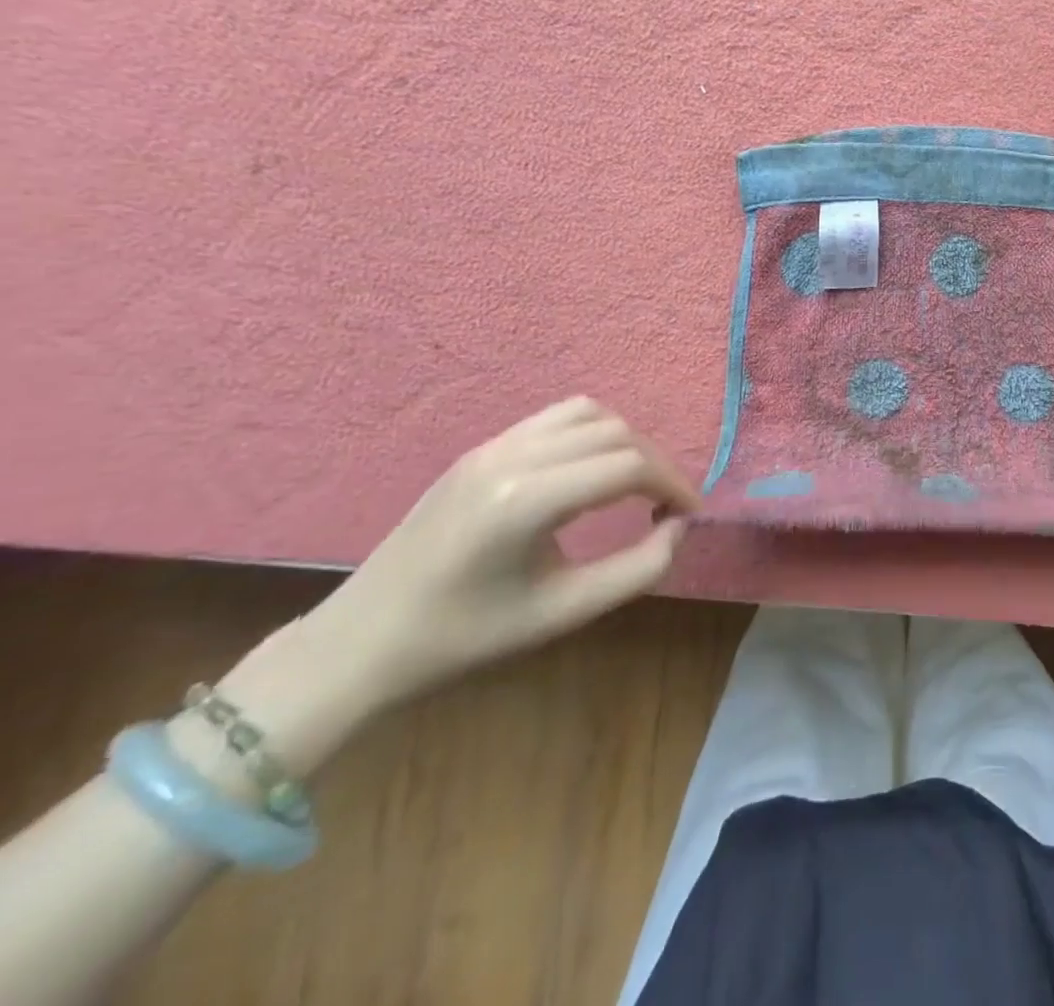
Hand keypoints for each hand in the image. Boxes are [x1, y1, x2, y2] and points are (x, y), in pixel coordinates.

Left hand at [190, 399, 697, 786]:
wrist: (363, 641)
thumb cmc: (465, 637)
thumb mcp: (563, 613)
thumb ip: (638, 569)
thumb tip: (679, 528)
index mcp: (526, 500)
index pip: (629, 466)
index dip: (674, 485)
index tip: (689, 515)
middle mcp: (512, 456)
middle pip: (615, 433)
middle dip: (656, 464)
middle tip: (668, 505)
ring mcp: (492, 446)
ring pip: (588, 414)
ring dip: (625, 442)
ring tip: (635, 484)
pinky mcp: (481, 449)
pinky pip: (555, 418)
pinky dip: (592, 433)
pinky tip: (592, 471)